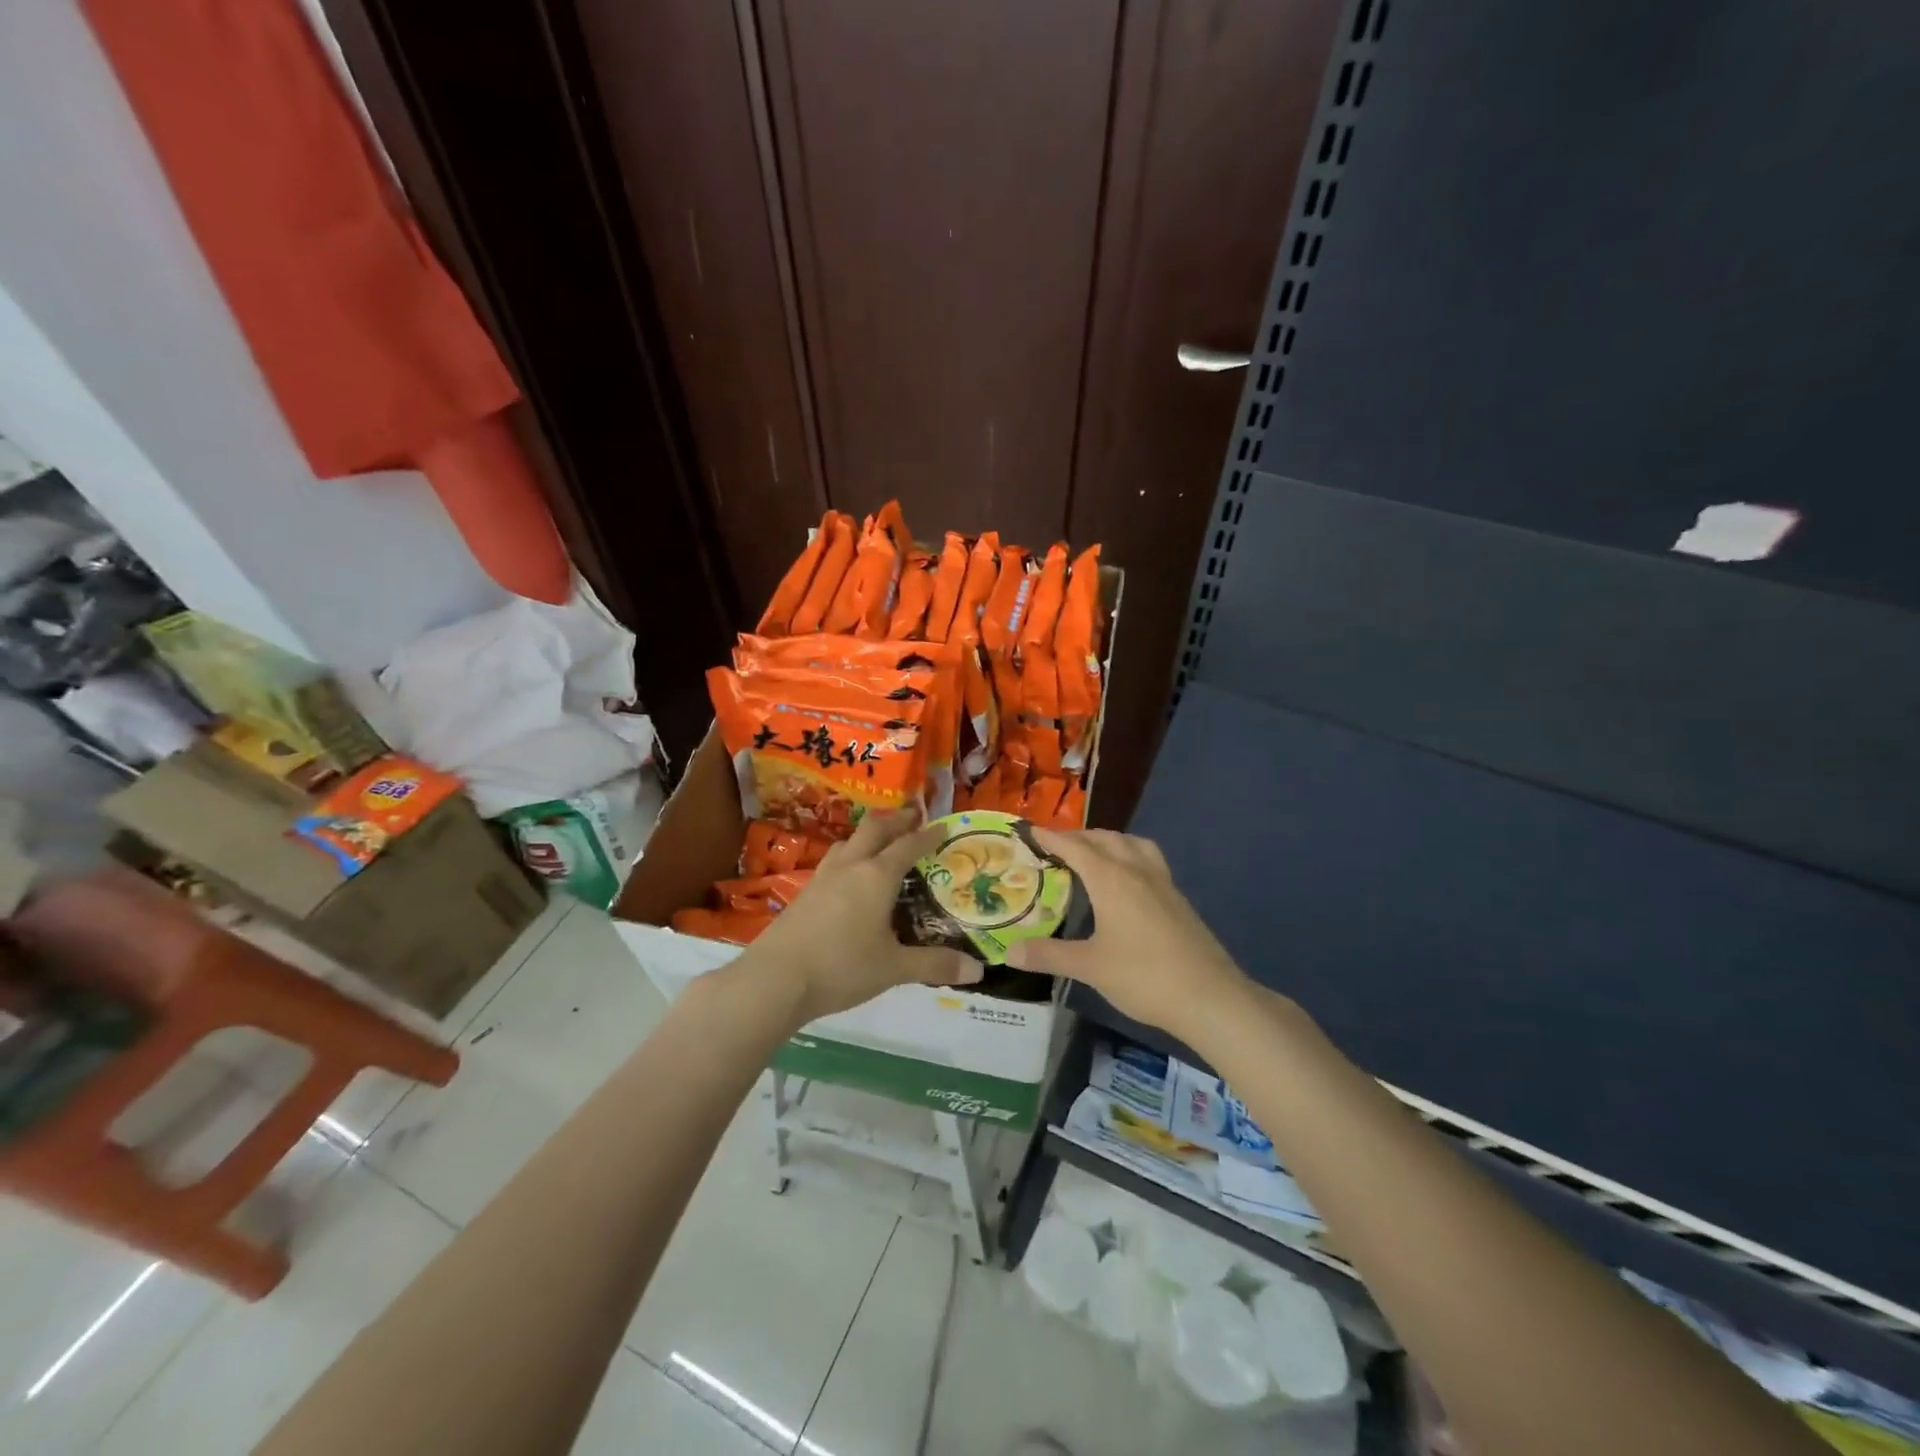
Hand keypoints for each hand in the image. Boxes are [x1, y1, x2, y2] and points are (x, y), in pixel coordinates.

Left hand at [739, 808, 980, 1023]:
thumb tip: (978, 971)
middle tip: (913, 816)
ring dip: (868, 834)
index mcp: (877, 876)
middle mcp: (850, 867)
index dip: (927, 834)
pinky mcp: (804, 893)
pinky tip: (849, 876)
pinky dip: (850, 856)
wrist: (776, 979)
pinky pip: (833, 862)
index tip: (943, 825)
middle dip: (896, 820)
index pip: (908, 846)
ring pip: (848, 842)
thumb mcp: (894, 968)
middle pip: (874, 829)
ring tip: (880, 841)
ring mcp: (822, 877)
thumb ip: (935, 965)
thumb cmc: (842, 967)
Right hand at [1006, 828, 1247, 1040]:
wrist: (1210, 997)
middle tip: (1055, 846)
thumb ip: (1049, 956)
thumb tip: (1010, 952)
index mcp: (1111, 880)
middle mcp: (1137, 871)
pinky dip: (1129, 855)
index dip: (1051, 838)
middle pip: (1105, 839)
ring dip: (1108, 841)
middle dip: (1078, 837)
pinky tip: (1126, 881)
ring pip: (1132, 844)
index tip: (1030, 830)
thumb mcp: (1090, 967)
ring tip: (1092, 854)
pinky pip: (1148, 860)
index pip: (1075, 848)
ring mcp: (1162, 883)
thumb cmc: (1144, 977)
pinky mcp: (1178, 899)